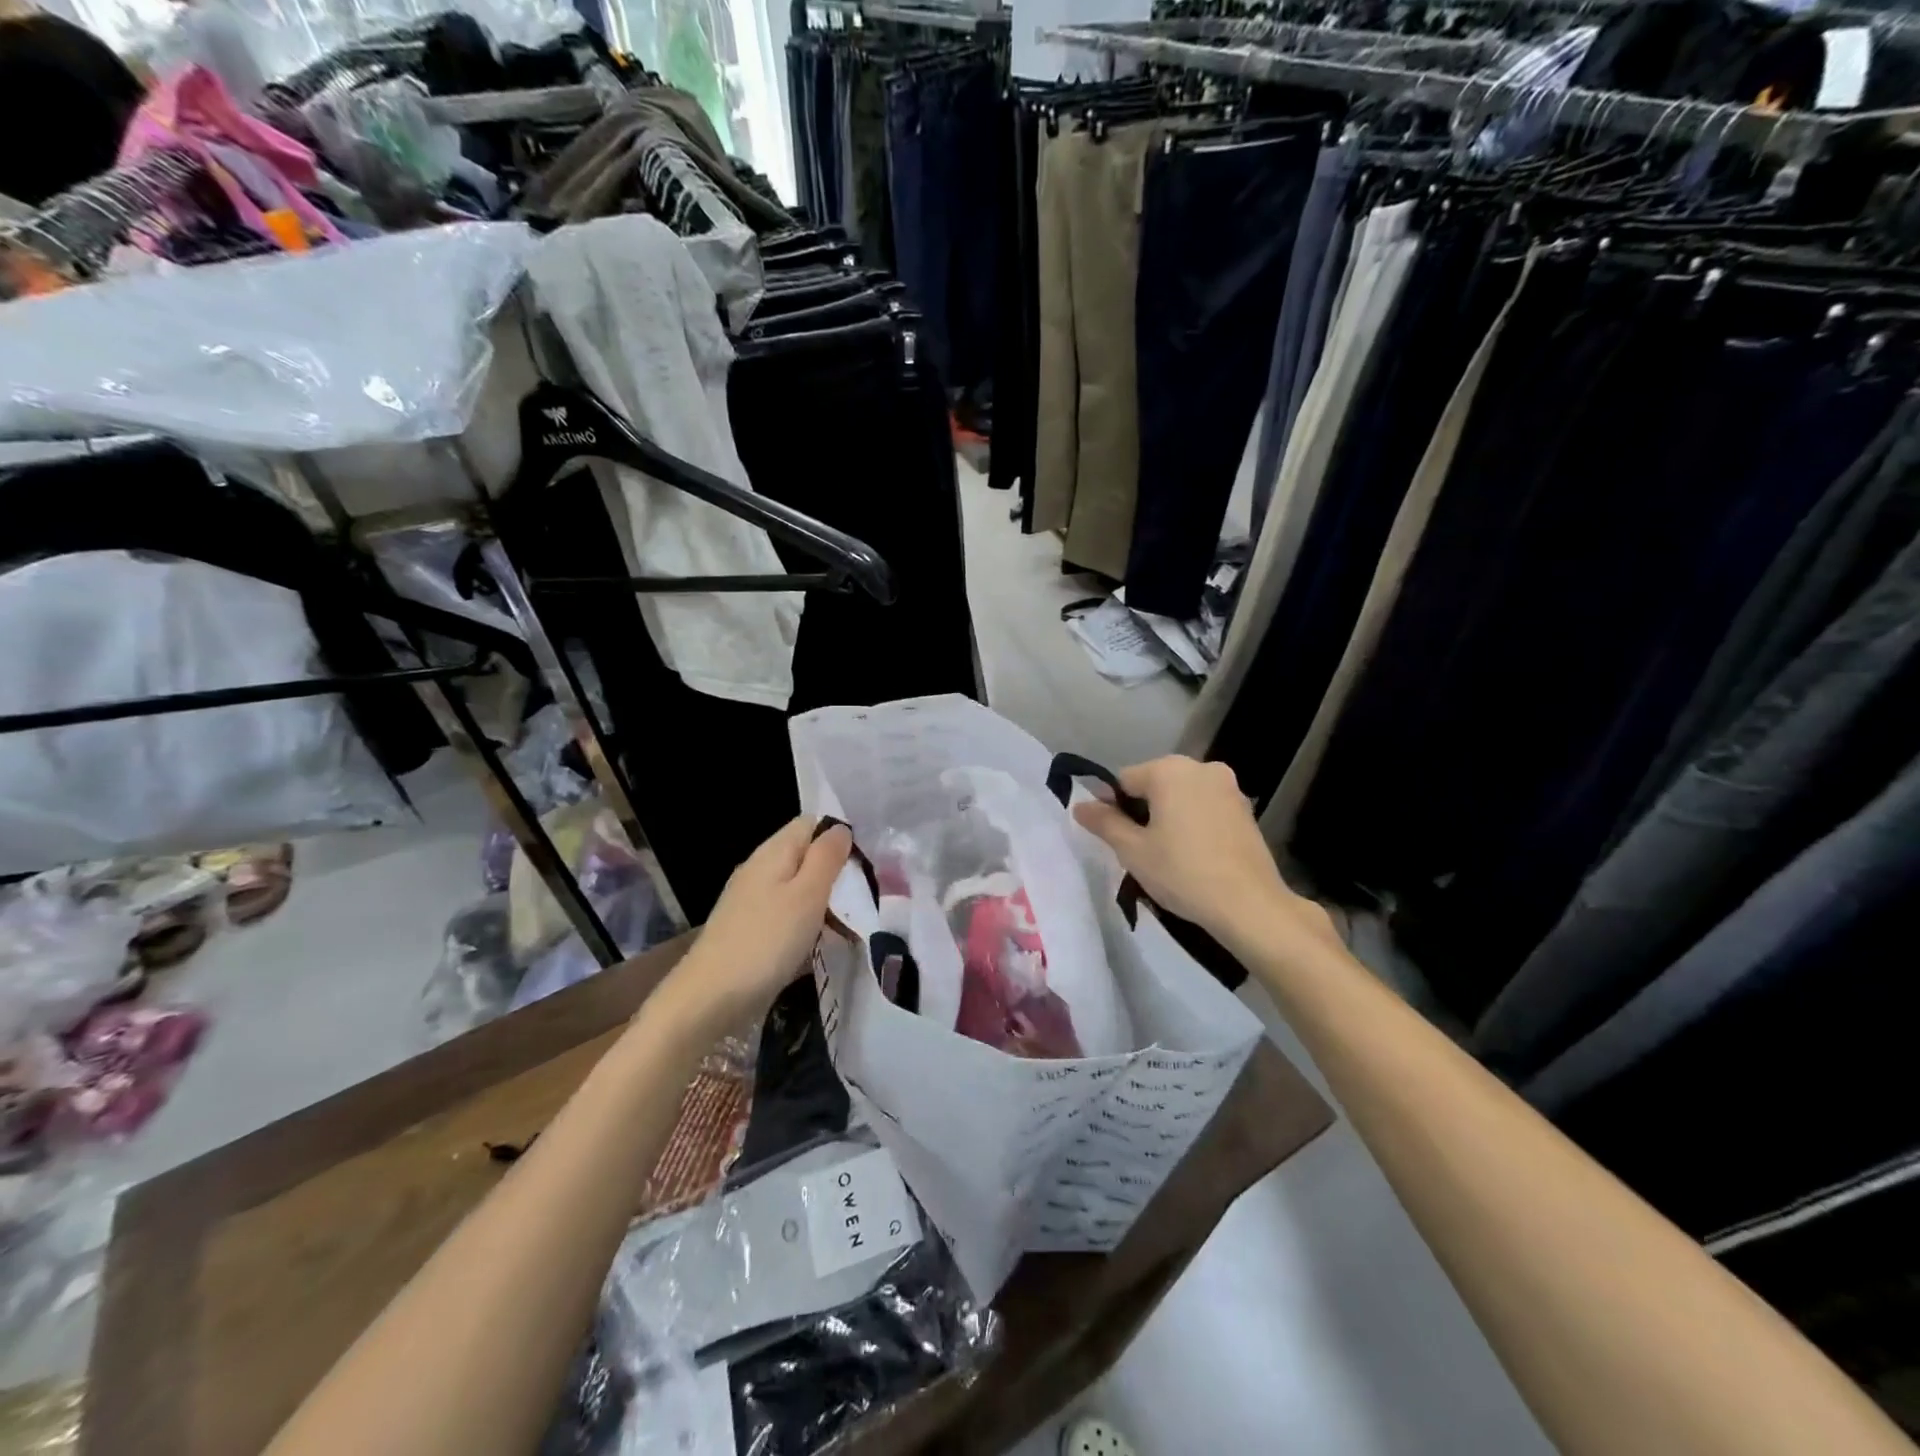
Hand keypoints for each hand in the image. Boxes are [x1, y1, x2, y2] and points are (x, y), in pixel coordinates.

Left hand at [656, 816, 851, 1032]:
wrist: (708, 999)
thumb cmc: (766, 941)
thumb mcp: (808, 895)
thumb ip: (826, 857)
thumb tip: (841, 828)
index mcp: (773, 852)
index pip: (811, 823)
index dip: (840, 836)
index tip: (866, 864)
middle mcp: (759, 869)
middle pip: (805, 855)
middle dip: (836, 873)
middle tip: (864, 898)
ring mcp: (750, 900)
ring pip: (798, 887)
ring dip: (824, 901)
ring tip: (849, 925)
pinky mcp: (748, 928)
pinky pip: (786, 913)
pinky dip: (806, 923)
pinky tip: (818, 944)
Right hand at [1071, 756, 1332, 951]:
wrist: (1249, 905)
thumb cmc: (1182, 872)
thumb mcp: (1132, 850)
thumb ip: (1104, 822)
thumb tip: (1080, 805)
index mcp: (1169, 770)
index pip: (1124, 780)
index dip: (1113, 808)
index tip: (1116, 840)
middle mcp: (1201, 767)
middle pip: (1155, 784)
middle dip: (1142, 811)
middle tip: (1140, 851)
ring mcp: (1229, 787)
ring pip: (1181, 796)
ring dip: (1168, 817)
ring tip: (1167, 856)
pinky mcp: (1245, 809)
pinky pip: (1205, 808)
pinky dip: (1193, 824)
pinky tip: (1194, 856)